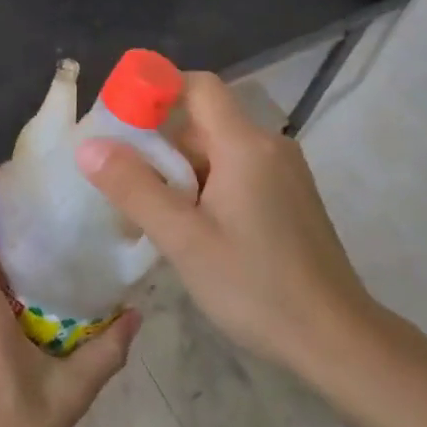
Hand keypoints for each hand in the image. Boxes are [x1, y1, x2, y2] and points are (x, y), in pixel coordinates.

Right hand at [75, 71, 379, 374]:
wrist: (339, 341)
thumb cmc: (257, 286)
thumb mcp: (184, 240)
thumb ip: (134, 188)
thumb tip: (88, 145)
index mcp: (245, 144)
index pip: (197, 85)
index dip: (156, 90)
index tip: (119, 119)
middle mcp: (268, 146)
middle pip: (203, 121)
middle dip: (159, 143)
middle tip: (122, 179)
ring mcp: (283, 173)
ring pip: (218, 150)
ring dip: (179, 171)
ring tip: (148, 212)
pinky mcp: (289, 198)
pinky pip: (236, 172)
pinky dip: (205, 186)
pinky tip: (189, 228)